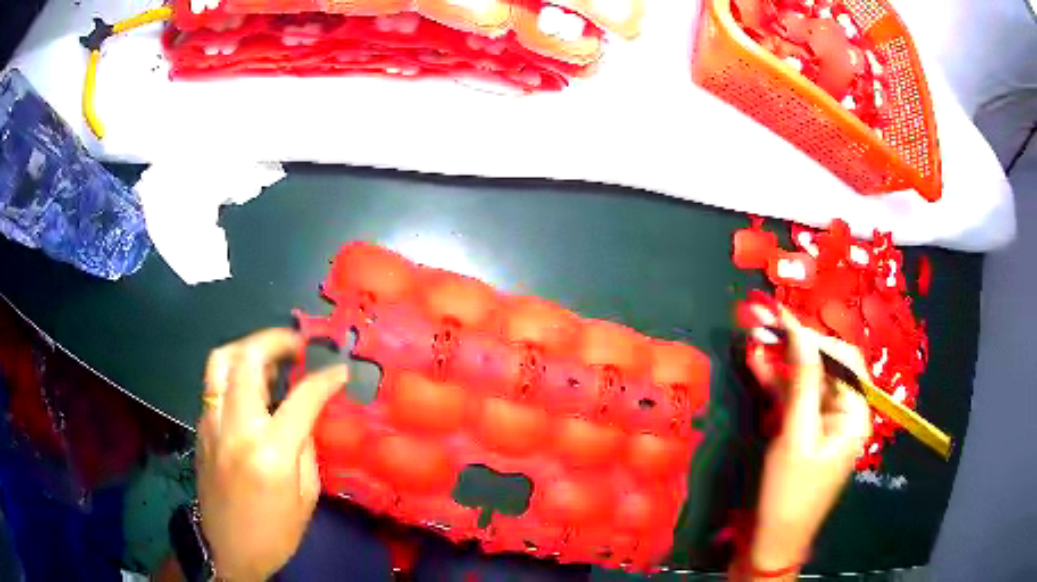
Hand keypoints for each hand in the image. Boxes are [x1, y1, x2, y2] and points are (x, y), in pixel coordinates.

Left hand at [197, 329, 347, 580]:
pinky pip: (215, 385)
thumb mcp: (306, 496)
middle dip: (276, 340)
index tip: (341, 370)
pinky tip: (251, 389)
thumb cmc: (276, 533)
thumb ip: (305, 447)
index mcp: (270, 451)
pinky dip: (234, 374)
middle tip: (296, 345)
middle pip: (247, 359)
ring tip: (270, 357)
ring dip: (248, 348)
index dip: (325, 379)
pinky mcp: (201, 428)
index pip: (301, 398)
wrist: (230, 551)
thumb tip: (305, 414)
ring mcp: (212, 424)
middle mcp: (235, 427)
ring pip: (220, 361)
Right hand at [739, 307, 872, 579]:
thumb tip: (800, 333)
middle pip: (826, 367)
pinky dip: (778, 384)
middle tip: (765, 323)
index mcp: (855, 414)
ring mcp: (825, 422)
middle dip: (797, 345)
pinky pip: (796, 399)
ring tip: (757, 337)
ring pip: (807, 381)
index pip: (843, 361)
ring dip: (783, 362)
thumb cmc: (790, 493)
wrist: (774, 540)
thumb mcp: (796, 436)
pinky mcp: (807, 431)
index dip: (816, 337)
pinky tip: (758, 365)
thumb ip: (802, 383)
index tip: (783, 319)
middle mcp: (845, 412)